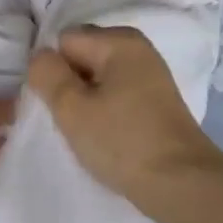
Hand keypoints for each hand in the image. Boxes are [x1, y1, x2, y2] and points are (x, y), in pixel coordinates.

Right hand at [27, 25, 222, 215]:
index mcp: (119, 40)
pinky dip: (106, 108)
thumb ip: (47, 74)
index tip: (57, 104)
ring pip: (98, 76)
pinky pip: (117, 91)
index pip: (64, 41)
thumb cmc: (123, 141)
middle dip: (70, 82)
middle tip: (71, 118)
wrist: (182, 183)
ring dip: (87, 99)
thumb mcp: (72, 108)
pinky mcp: (156, 98)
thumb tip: (40, 55)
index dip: (53, 71)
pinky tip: (108, 134)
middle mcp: (137, 47)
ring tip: (89, 130)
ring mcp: (150, 72)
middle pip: (83, 54)